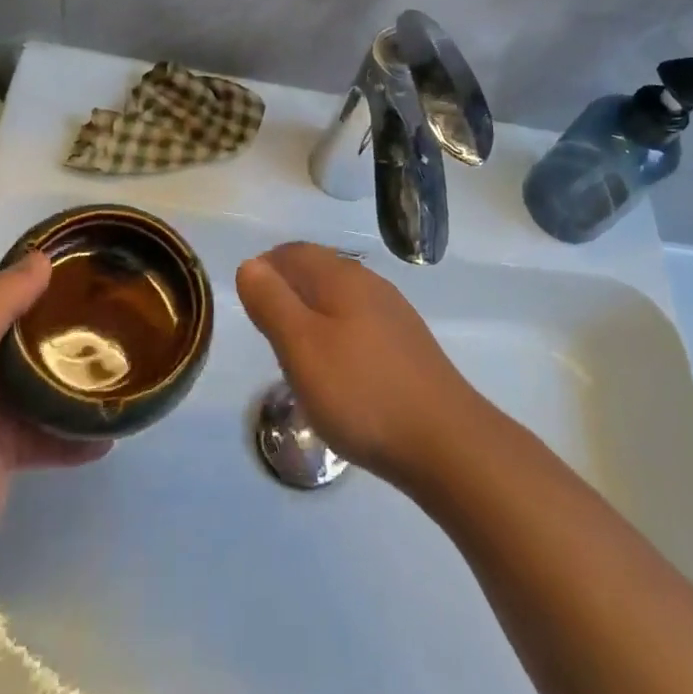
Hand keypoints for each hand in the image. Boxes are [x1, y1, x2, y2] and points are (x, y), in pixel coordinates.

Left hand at [0, 251, 107, 574]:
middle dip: (70, 321)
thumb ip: (0, 299)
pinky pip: (53, 434)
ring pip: (45, 382)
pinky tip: (112, 430)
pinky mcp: (9, 451)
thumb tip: (42, 259)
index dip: (42, 273)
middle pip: (31, 333)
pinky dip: (79, 433)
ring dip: (78, 375)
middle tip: (119, 308)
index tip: (90, 262)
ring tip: (124, 363)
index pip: (5, 289)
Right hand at [236, 243, 481, 489]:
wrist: (445, 441)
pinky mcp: (407, 346)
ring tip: (293, 349)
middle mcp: (370, 285)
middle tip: (264, 324)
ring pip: (340, 299)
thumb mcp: (301, 347)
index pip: (295, 252)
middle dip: (287, 288)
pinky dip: (336, 334)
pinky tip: (336, 369)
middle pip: (319, 270)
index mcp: (341, 277)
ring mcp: (394, 315)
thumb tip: (251, 265)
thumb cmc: (361, 391)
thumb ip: (272, 302)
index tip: (247, 298)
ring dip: (312, 312)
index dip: (267, 266)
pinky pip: (359, 324)